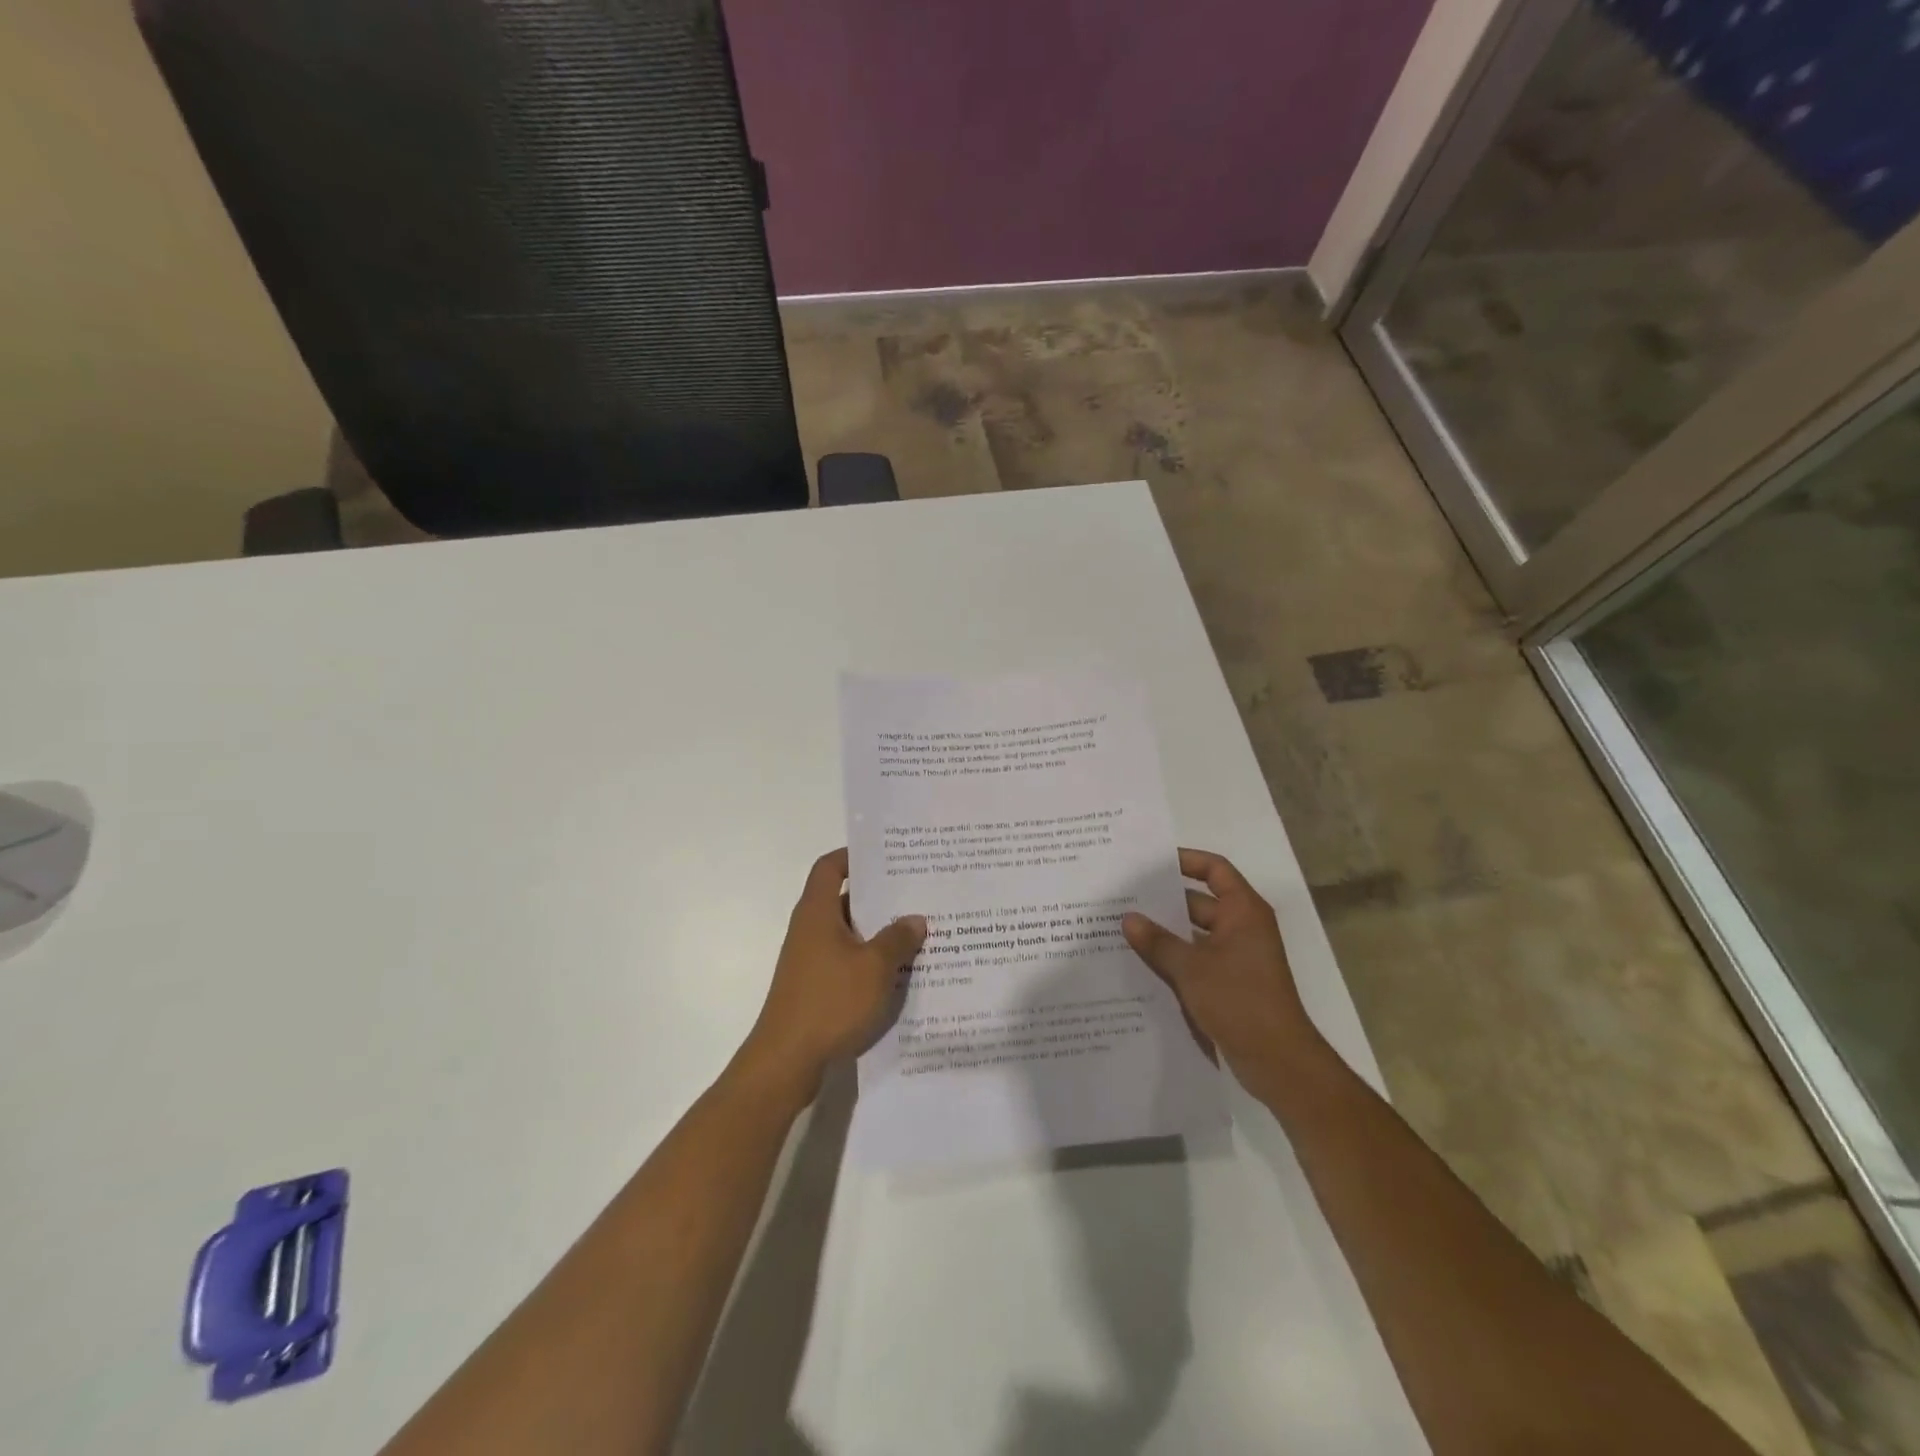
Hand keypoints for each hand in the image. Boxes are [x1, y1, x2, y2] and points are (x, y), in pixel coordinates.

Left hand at [738, 849, 926, 1102]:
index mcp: (817, 912)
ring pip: (848, 933)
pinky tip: (899, 971)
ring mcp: (810, 960)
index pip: (829, 867)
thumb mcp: (874, 967)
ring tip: (917, 930)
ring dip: (878, 931)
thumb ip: (897, 939)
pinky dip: (870, 959)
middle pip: (843, 899)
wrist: (786, 1061)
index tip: (886, 855)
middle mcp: (810, 929)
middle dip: (878, 895)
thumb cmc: (829, 1002)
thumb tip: (915, 919)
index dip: (853, 855)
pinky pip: (846, 960)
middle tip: (916, 891)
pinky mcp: (814, 986)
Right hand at [1123, 848, 1321, 1086]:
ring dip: (1164, 932)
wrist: (1278, 1062)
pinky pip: (1195, 959)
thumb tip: (1128, 918)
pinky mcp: (1228, 982)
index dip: (1185, 860)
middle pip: (1199, 901)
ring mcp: (1236, 957)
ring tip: (1122, 927)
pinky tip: (1139, 962)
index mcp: (1243, 912)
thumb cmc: (1240, 1001)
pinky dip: (1172, 957)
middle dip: (1163, 900)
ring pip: (1193, 933)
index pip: (1215, 869)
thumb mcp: (1192, 969)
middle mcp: (1242, 927)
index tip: (1150, 862)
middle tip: (1123, 896)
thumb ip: (1158, 942)